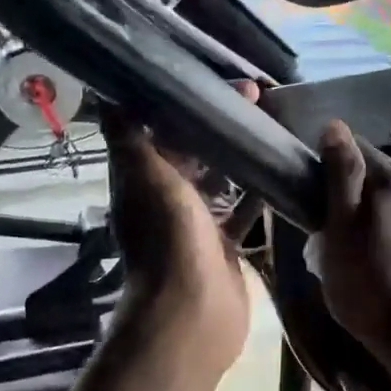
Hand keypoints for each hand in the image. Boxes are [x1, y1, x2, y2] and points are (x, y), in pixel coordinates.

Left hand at [102, 84, 257, 375]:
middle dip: (219, 123)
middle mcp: (165, 196)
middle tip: (256, 95)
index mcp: (142, 178)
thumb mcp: (145, 177)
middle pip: (192, 150)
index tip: (215, 78)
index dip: (184, 102)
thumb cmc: (168, 238)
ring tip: (273, 124)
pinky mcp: (224, 244)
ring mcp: (196, 222)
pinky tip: (282, 169)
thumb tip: (107, 93)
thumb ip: (130, 136)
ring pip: (220, 178)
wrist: (191, 312)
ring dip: (241, 154)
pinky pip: (242, 209)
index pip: (159, 127)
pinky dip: (258, 191)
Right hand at [311, 121, 390, 363]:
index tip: (310, 183)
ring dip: (379, 191)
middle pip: (377, 167)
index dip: (328, 159)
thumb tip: (335, 124)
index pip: (353, 146)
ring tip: (361, 217)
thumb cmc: (367, 286)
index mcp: (385, 180)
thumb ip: (340, 176)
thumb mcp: (340, 232)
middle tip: (329, 208)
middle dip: (353, 177)